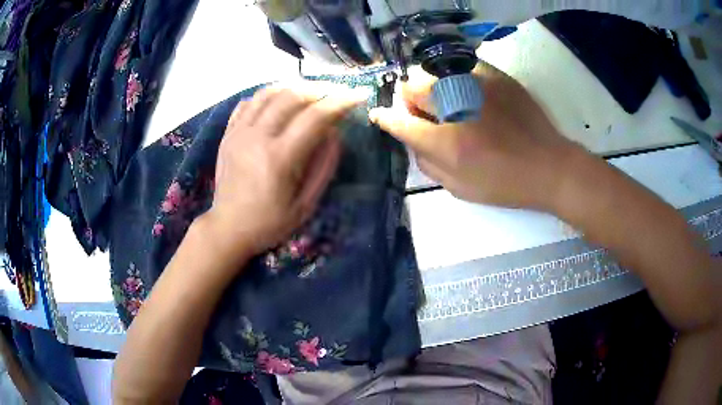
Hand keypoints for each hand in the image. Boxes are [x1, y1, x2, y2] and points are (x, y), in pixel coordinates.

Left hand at [203, 83, 364, 262]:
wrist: (228, 228)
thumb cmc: (269, 222)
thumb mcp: (305, 204)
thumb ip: (324, 166)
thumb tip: (336, 133)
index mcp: (279, 158)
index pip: (315, 117)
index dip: (340, 102)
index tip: (358, 95)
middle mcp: (257, 137)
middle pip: (291, 96)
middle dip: (319, 89)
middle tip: (335, 92)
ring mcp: (239, 133)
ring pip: (268, 93)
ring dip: (293, 87)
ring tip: (309, 93)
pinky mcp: (228, 134)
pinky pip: (248, 103)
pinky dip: (267, 96)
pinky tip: (278, 103)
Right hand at [370, 63, 583, 210]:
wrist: (549, 166)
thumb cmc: (505, 183)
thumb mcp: (460, 188)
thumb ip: (427, 163)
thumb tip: (411, 138)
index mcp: (448, 142)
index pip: (400, 122)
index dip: (385, 118)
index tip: (380, 115)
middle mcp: (458, 105)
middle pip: (412, 86)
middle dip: (411, 100)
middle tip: (427, 114)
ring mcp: (478, 84)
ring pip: (434, 71)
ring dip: (433, 88)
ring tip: (450, 103)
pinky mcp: (496, 75)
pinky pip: (461, 66)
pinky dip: (456, 78)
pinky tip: (470, 93)